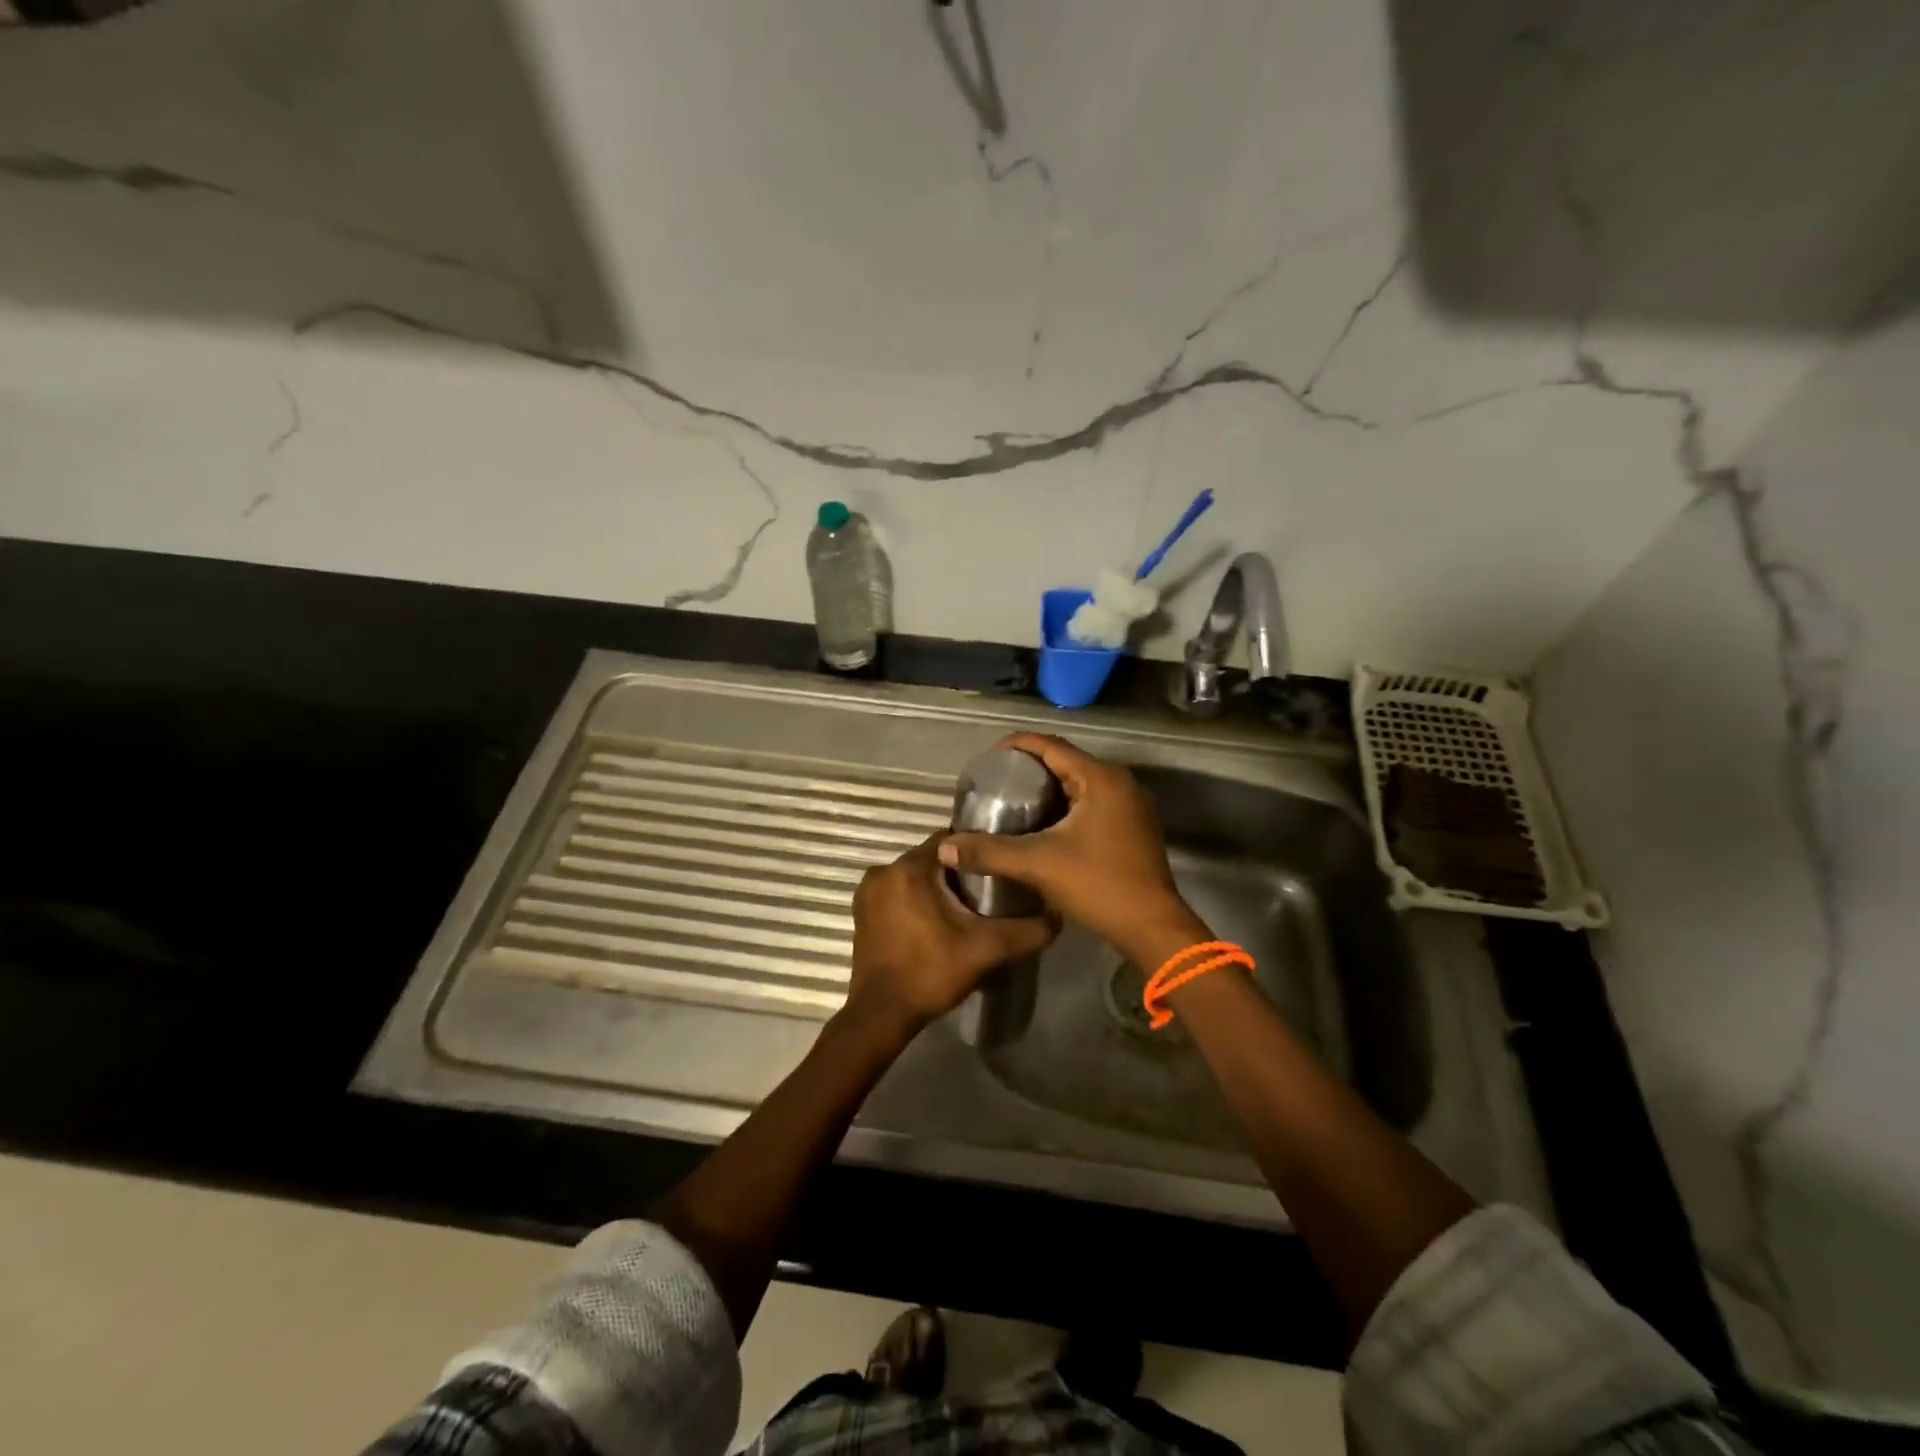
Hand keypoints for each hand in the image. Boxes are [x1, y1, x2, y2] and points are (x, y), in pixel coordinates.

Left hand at [845, 833, 1057, 1036]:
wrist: (882, 1014)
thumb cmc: (931, 973)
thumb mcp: (986, 950)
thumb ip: (1024, 931)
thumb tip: (1057, 917)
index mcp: (910, 869)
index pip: (950, 841)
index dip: (976, 851)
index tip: (996, 867)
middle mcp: (883, 871)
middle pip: (931, 858)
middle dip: (956, 871)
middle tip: (985, 892)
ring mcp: (867, 891)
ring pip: (913, 875)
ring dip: (934, 886)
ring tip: (963, 908)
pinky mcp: (861, 911)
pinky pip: (896, 891)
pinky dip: (914, 899)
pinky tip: (933, 921)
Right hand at [937, 733, 1206, 965]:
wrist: (1151, 927)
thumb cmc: (1098, 885)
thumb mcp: (1037, 864)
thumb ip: (989, 852)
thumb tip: (945, 848)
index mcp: (1100, 779)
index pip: (1052, 746)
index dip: (1018, 746)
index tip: (988, 758)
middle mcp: (1121, 783)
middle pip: (1068, 762)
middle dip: (1031, 768)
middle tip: (998, 783)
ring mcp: (1132, 805)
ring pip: (1082, 784)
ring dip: (1050, 788)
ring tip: (1015, 802)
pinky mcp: (1135, 827)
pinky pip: (1095, 803)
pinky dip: (1069, 805)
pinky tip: (1047, 826)